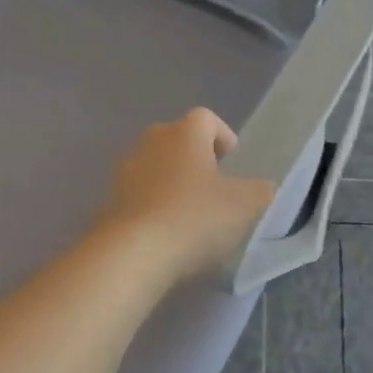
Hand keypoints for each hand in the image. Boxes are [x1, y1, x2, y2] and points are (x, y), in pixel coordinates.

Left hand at [97, 108, 275, 281]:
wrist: (133, 254)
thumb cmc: (195, 217)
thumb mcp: (245, 205)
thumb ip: (260, 191)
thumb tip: (262, 188)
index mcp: (185, 134)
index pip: (206, 118)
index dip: (222, 136)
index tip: (232, 162)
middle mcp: (151, 142)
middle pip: (177, 140)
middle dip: (195, 158)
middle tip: (213, 187)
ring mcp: (125, 171)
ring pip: (156, 167)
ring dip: (172, 183)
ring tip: (189, 214)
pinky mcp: (110, 201)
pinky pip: (139, 196)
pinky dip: (153, 206)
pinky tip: (166, 234)